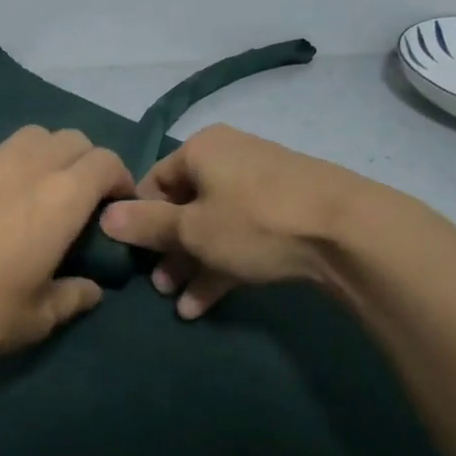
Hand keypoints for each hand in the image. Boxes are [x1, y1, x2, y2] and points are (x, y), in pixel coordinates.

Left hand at [0, 105, 133, 362]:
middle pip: (71, 141)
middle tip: (82, 198)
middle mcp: (28, 167)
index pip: (106, 163)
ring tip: (41, 174)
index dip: (119, 179)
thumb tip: (92, 290)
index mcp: (63, 198)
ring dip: (44, 148)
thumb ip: (74, 297)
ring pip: (27, 134)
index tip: (116, 206)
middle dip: (86, 162)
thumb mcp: (39, 318)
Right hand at [98, 123, 455, 318]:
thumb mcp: (192, 228)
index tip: (133, 254)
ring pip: (213, 227)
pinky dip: (222, 266)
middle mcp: (229, 160)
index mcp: (202, 150)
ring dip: (192, 264)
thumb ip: (146, 224)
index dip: (138, 219)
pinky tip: (204, 305)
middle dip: (167, 250)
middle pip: (184, 206)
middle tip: (157, 286)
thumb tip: (104, 216)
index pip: (153, 181)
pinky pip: (242, 238)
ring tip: (177, 302)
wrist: (350, 232)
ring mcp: (261, 187)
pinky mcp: (286, 214)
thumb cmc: (255, 221)